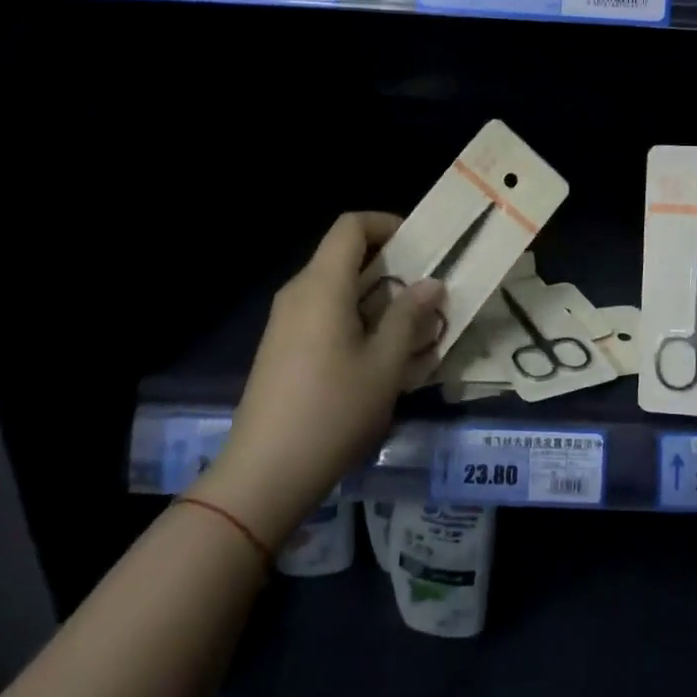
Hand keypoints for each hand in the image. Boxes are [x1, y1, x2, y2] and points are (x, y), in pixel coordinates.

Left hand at [197, 213, 443, 548]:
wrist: (265, 473)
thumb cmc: (333, 411)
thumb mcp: (385, 364)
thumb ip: (410, 317)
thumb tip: (431, 284)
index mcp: (322, 285)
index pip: (352, 225)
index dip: (388, 224)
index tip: (421, 247)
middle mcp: (299, 292)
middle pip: (345, 256)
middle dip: (391, 265)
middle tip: (428, 291)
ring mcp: (286, 321)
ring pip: (337, 287)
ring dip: (377, 296)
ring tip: (414, 326)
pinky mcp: (282, 347)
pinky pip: (324, 313)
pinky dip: (356, 318)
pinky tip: (380, 354)